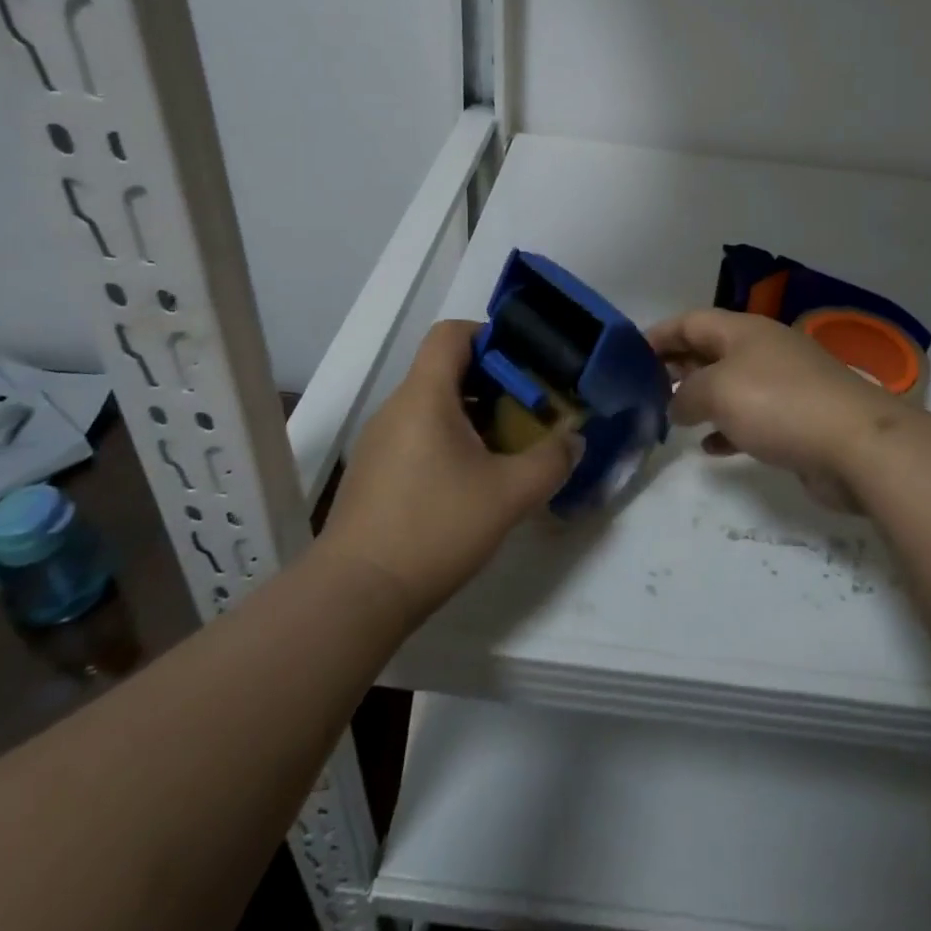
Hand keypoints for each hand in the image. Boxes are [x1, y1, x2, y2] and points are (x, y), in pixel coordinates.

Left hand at [320, 321, 575, 620]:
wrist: (355, 596)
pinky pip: (417, 435)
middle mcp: (397, 408)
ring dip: (473, 416)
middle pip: (446, 370)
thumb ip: (551, 461)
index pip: (451, 333)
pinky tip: (471, 483)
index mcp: (424, 396)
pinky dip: (449, 441)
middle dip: (493, 383)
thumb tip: (575, 441)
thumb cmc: (434, 529)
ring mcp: (379, 442)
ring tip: (506, 448)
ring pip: (433, 406)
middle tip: (528, 411)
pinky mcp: (373, 473)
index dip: (490, 336)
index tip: (524, 365)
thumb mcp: (509, 495)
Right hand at [646, 309, 911, 510]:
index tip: (628, 355)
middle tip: (645, 388)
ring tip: (670, 417)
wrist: (856, 445)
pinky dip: (727, 428)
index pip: (690, 321)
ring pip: (729, 385)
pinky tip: (710, 447)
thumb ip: (686, 395)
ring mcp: (783, 384)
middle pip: (709, 350)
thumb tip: (676, 406)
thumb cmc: (778, 404)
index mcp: (743, 330)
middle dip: (677, 366)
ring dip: (700, 399)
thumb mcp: (717, 391)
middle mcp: (762, 350)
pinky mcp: (796, 419)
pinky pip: (751, 418)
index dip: (658, 334)